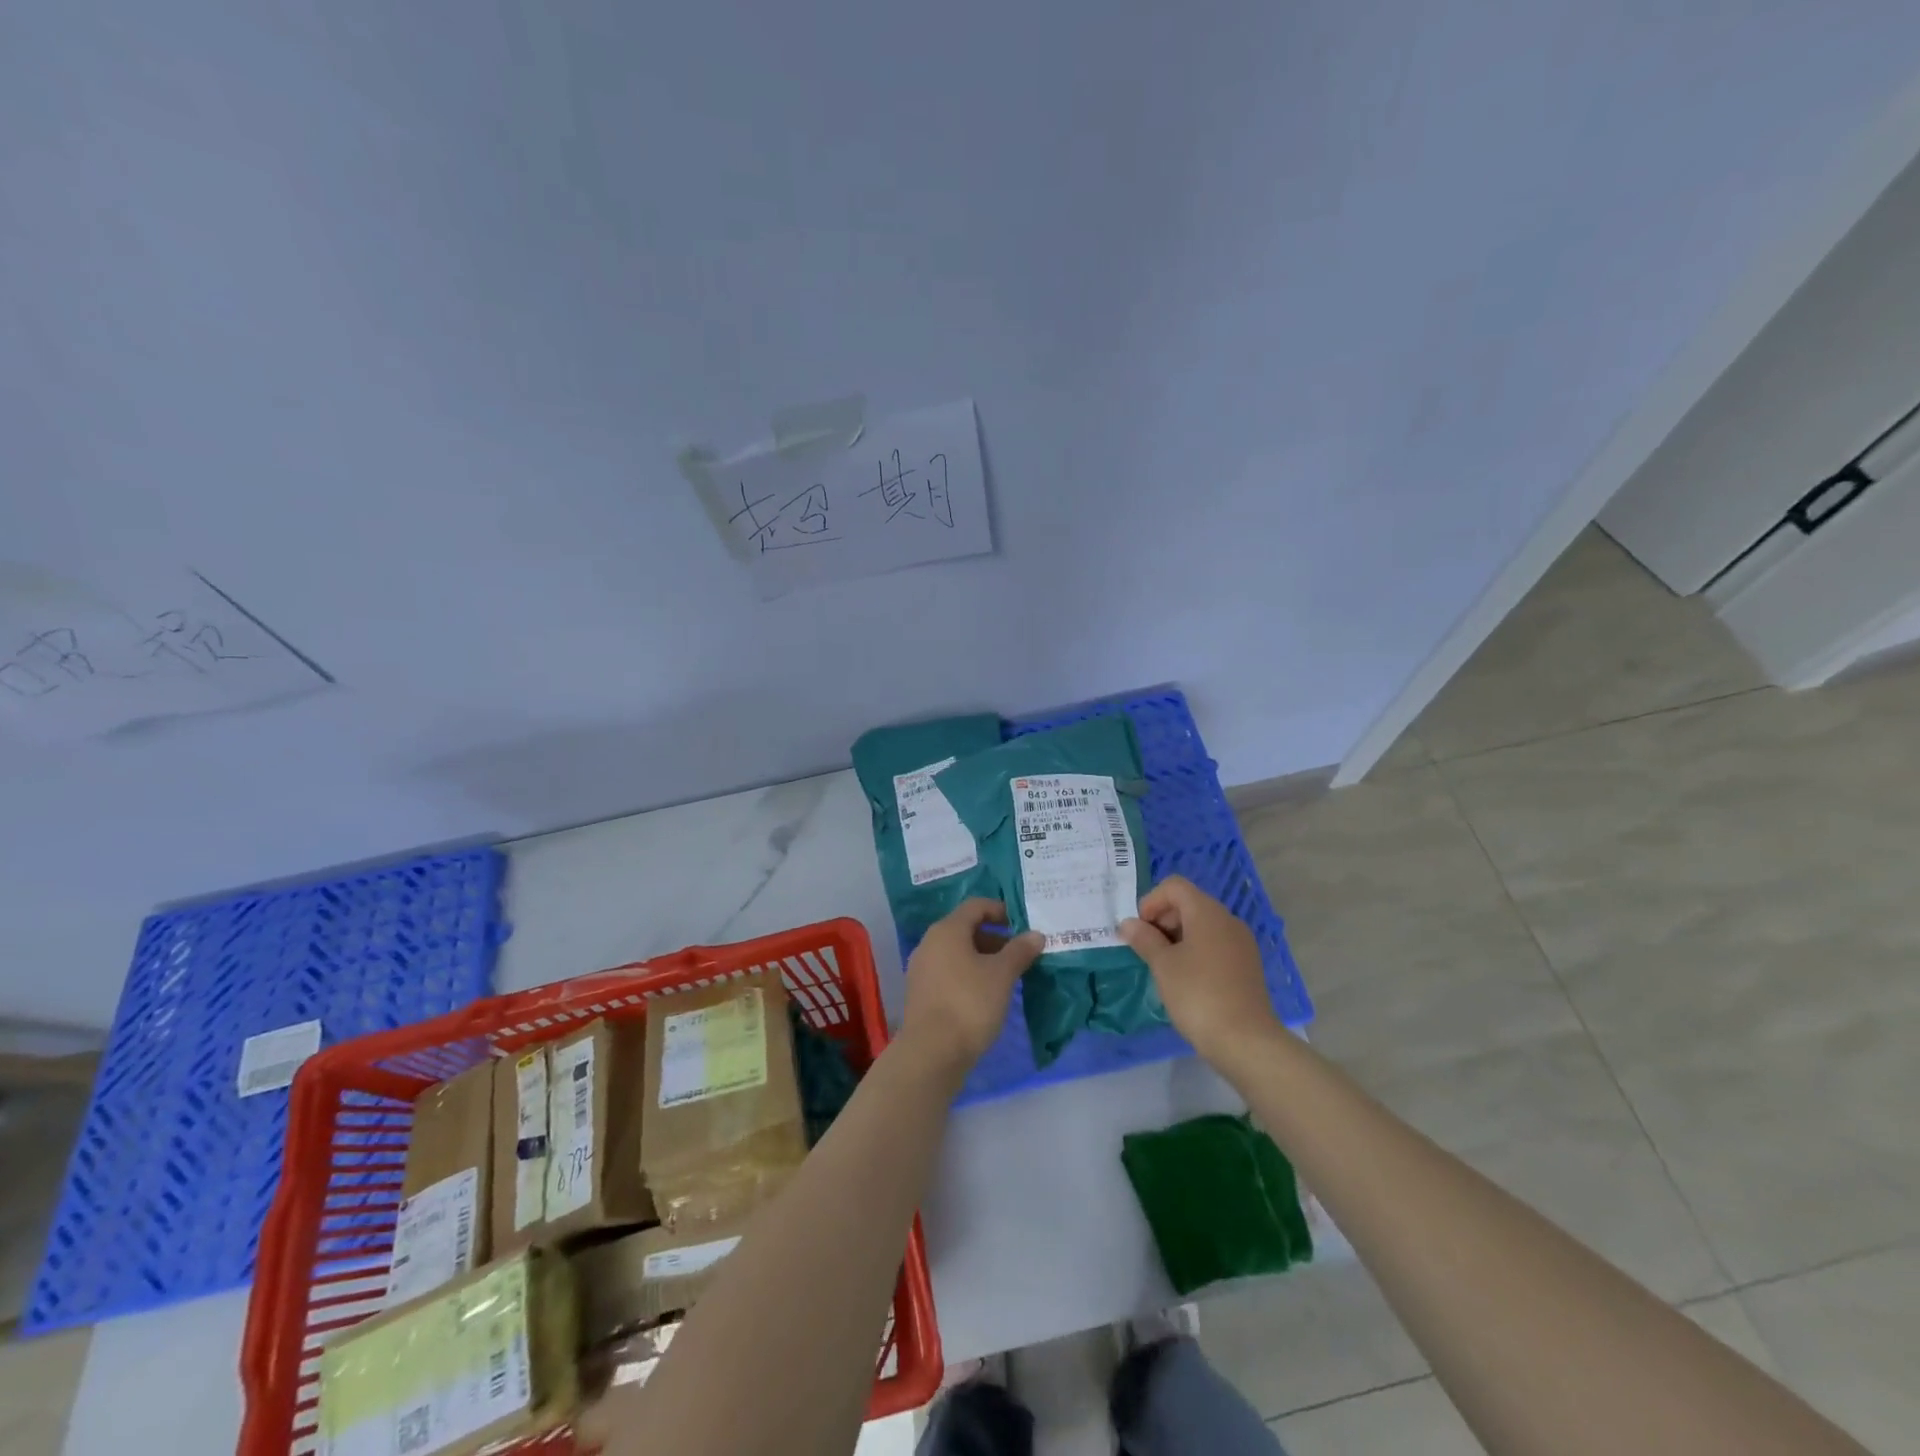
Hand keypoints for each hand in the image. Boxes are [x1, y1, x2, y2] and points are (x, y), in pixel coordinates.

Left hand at [898, 899, 1042, 1083]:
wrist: (931, 1052)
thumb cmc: (969, 1003)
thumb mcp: (1002, 975)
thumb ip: (1019, 951)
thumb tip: (1035, 934)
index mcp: (947, 930)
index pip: (975, 906)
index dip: (1000, 910)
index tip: (1022, 925)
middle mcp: (929, 943)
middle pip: (965, 929)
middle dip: (995, 938)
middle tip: (1020, 954)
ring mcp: (922, 969)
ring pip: (957, 953)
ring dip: (983, 958)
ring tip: (1008, 976)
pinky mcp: (921, 993)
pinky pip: (948, 972)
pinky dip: (968, 975)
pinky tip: (986, 995)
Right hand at [1121, 875, 1279, 1065]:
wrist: (1246, 1040)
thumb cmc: (1198, 995)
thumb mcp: (1163, 965)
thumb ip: (1144, 939)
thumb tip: (1128, 923)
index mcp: (1207, 912)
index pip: (1174, 886)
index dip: (1151, 901)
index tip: (1140, 930)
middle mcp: (1227, 920)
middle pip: (1189, 903)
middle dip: (1163, 919)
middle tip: (1147, 948)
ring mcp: (1241, 943)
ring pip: (1202, 925)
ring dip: (1178, 936)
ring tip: (1164, 966)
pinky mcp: (1247, 965)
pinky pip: (1216, 944)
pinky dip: (1196, 950)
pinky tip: (1186, 979)